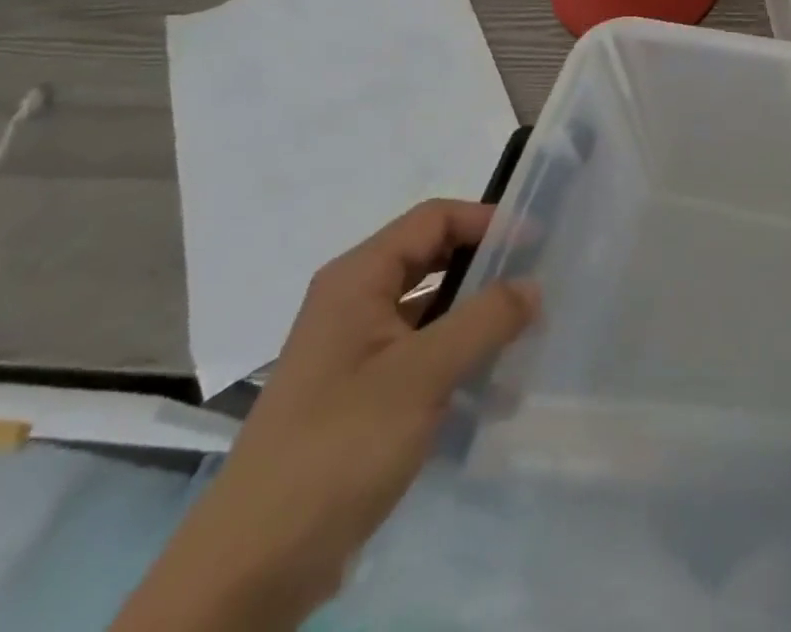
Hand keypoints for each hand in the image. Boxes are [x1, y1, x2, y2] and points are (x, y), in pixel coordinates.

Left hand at [113, 201, 537, 630]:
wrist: (250, 571)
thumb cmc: (338, 447)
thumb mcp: (422, 374)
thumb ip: (485, 319)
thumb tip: (533, 285)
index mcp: (358, 278)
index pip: (434, 219)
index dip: (488, 221)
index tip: (538, 242)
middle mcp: (354, 302)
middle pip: (434, 260)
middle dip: (487, 269)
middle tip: (539, 285)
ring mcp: (356, 351)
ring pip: (431, 311)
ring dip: (478, 320)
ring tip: (529, 338)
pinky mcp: (361, 395)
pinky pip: (422, 356)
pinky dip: (460, 361)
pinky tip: (496, 391)